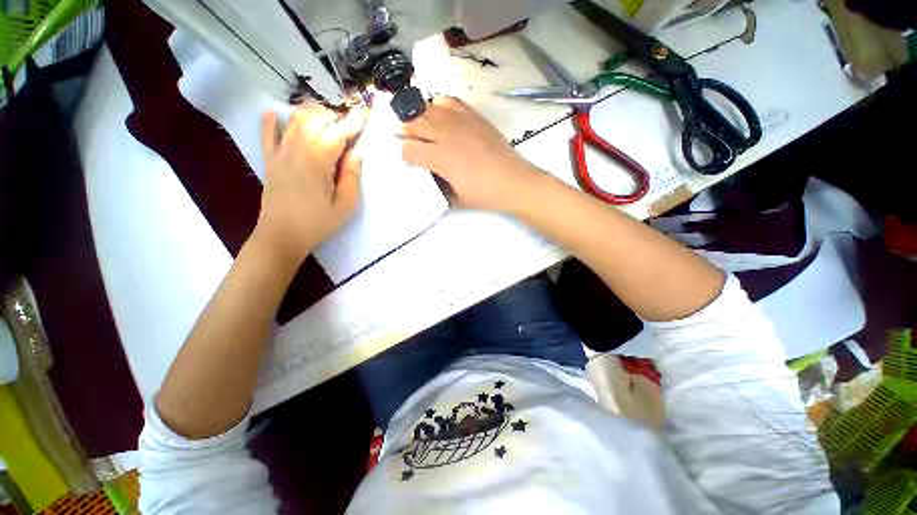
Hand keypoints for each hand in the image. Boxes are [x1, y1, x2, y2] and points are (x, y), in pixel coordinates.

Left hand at [255, 104, 364, 263]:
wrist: (282, 235)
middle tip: (347, 124)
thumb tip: (357, 152)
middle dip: (333, 117)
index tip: (362, 113)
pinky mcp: (269, 160)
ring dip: (311, 114)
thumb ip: (352, 176)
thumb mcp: (345, 205)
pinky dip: (271, 121)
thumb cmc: (318, 223)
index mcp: (317, 162)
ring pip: (294, 121)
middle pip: (315, 121)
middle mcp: (296, 150)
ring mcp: (279, 153)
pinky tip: (275, 114)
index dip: (351, 123)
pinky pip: (267, 134)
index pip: (337, 134)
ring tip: (325, 119)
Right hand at [401, 96, 537, 211]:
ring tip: (428, 133)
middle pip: (412, 123)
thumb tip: (427, 172)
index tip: (414, 163)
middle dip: (409, 135)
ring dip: (421, 120)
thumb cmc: (484, 195)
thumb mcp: (455, 199)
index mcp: (440, 158)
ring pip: (426, 108)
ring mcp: (460, 121)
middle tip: (418, 147)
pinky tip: (444, 121)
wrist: (513, 182)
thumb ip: (436, 185)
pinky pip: (448, 101)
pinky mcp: (473, 115)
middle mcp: (446, 134)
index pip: (408, 148)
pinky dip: (440, 108)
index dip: (406, 156)